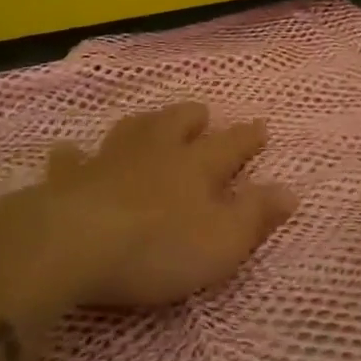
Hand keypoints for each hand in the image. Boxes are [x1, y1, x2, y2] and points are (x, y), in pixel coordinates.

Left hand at [0, 102, 296, 313]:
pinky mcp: (70, 180)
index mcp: (196, 166)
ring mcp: (109, 161)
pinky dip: (74, 156)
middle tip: (202, 114)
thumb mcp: (222, 240)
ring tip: (151, 121)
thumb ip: (256, 215)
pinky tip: (70, 153)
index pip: (231, 145)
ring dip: (145, 124)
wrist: (75, 243)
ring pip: (131, 131)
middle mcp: (155, 152)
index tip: (262, 126)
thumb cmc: (158, 246)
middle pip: (177, 124)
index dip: (248, 137)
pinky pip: (72, 161)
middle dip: (193, 118)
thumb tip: (291, 190)